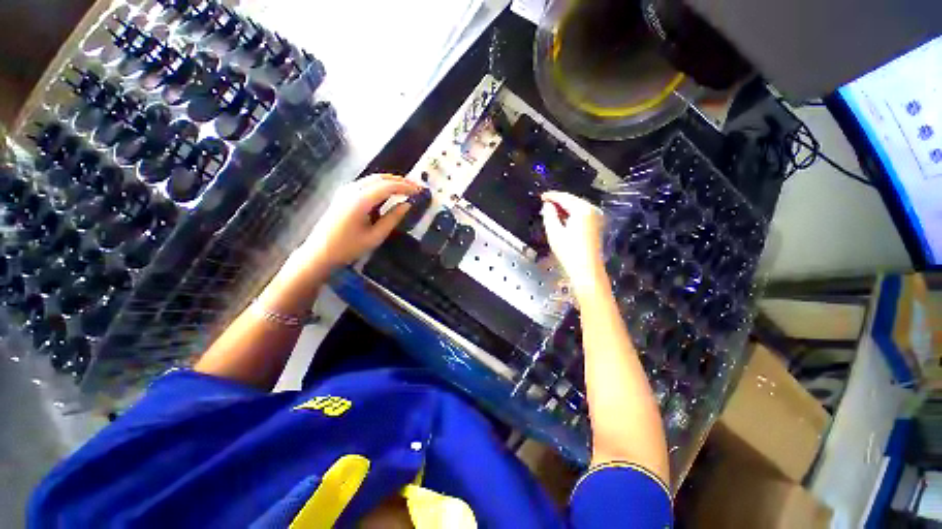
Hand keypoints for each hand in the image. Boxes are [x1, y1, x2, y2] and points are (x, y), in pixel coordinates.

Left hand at [297, 174, 421, 272]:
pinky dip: (380, 185)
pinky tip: (389, 192)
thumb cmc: (348, 248)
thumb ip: (393, 218)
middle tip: (416, 187)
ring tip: (406, 188)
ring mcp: (345, 190)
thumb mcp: (375, 236)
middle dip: (400, 181)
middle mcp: (352, 190)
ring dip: (390, 181)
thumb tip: (407, 204)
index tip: (420, 190)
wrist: (319, 252)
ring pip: (373, 179)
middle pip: (380, 178)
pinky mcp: (343, 194)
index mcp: (360, 200)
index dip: (406, 187)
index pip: (388, 186)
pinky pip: (366, 184)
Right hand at [540, 191, 607, 298]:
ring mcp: (596, 218)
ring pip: (577, 206)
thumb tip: (547, 205)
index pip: (564, 197)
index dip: (551, 196)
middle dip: (558, 201)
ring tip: (550, 210)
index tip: (541, 196)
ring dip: (564, 207)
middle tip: (544, 203)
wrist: (586, 269)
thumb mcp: (554, 232)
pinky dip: (571, 214)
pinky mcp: (596, 225)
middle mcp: (592, 210)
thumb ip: (549, 215)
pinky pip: (581, 214)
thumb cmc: (569, 252)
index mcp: (582, 209)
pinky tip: (562, 218)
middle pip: (572, 200)